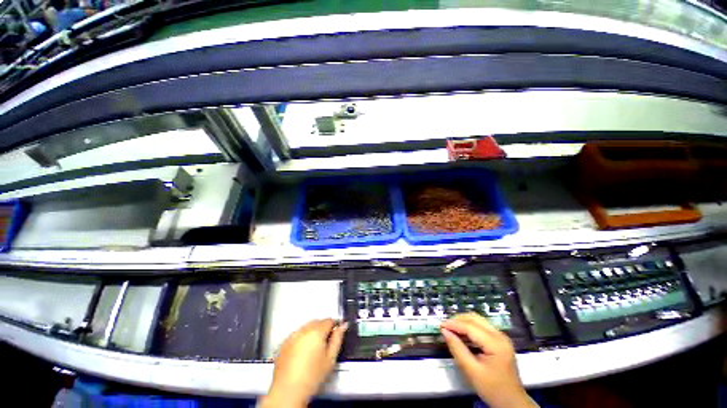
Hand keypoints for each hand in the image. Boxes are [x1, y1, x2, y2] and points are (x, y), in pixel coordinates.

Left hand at [262, 319, 347, 407]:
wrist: (289, 391)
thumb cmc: (311, 378)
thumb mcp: (331, 358)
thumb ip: (338, 338)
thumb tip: (343, 326)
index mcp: (317, 331)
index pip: (329, 320)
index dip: (335, 325)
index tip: (337, 330)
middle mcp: (304, 330)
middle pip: (318, 322)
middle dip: (323, 328)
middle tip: (326, 342)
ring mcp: (293, 336)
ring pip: (307, 327)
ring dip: (312, 332)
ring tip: (314, 348)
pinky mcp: (285, 343)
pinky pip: (297, 334)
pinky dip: (302, 338)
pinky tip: (303, 351)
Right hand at [441, 313, 536, 407]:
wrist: (512, 401)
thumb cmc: (493, 389)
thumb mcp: (472, 371)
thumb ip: (457, 349)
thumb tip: (445, 332)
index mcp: (496, 344)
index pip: (470, 327)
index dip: (454, 324)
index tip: (440, 325)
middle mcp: (500, 335)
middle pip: (475, 318)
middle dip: (458, 320)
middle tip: (445, 326)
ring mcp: (501, 337)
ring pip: (478, 320)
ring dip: (463, 322)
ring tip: (451, 329)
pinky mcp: (499, 340)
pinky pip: (481, 326)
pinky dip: (469, 327)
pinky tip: (461, 334)